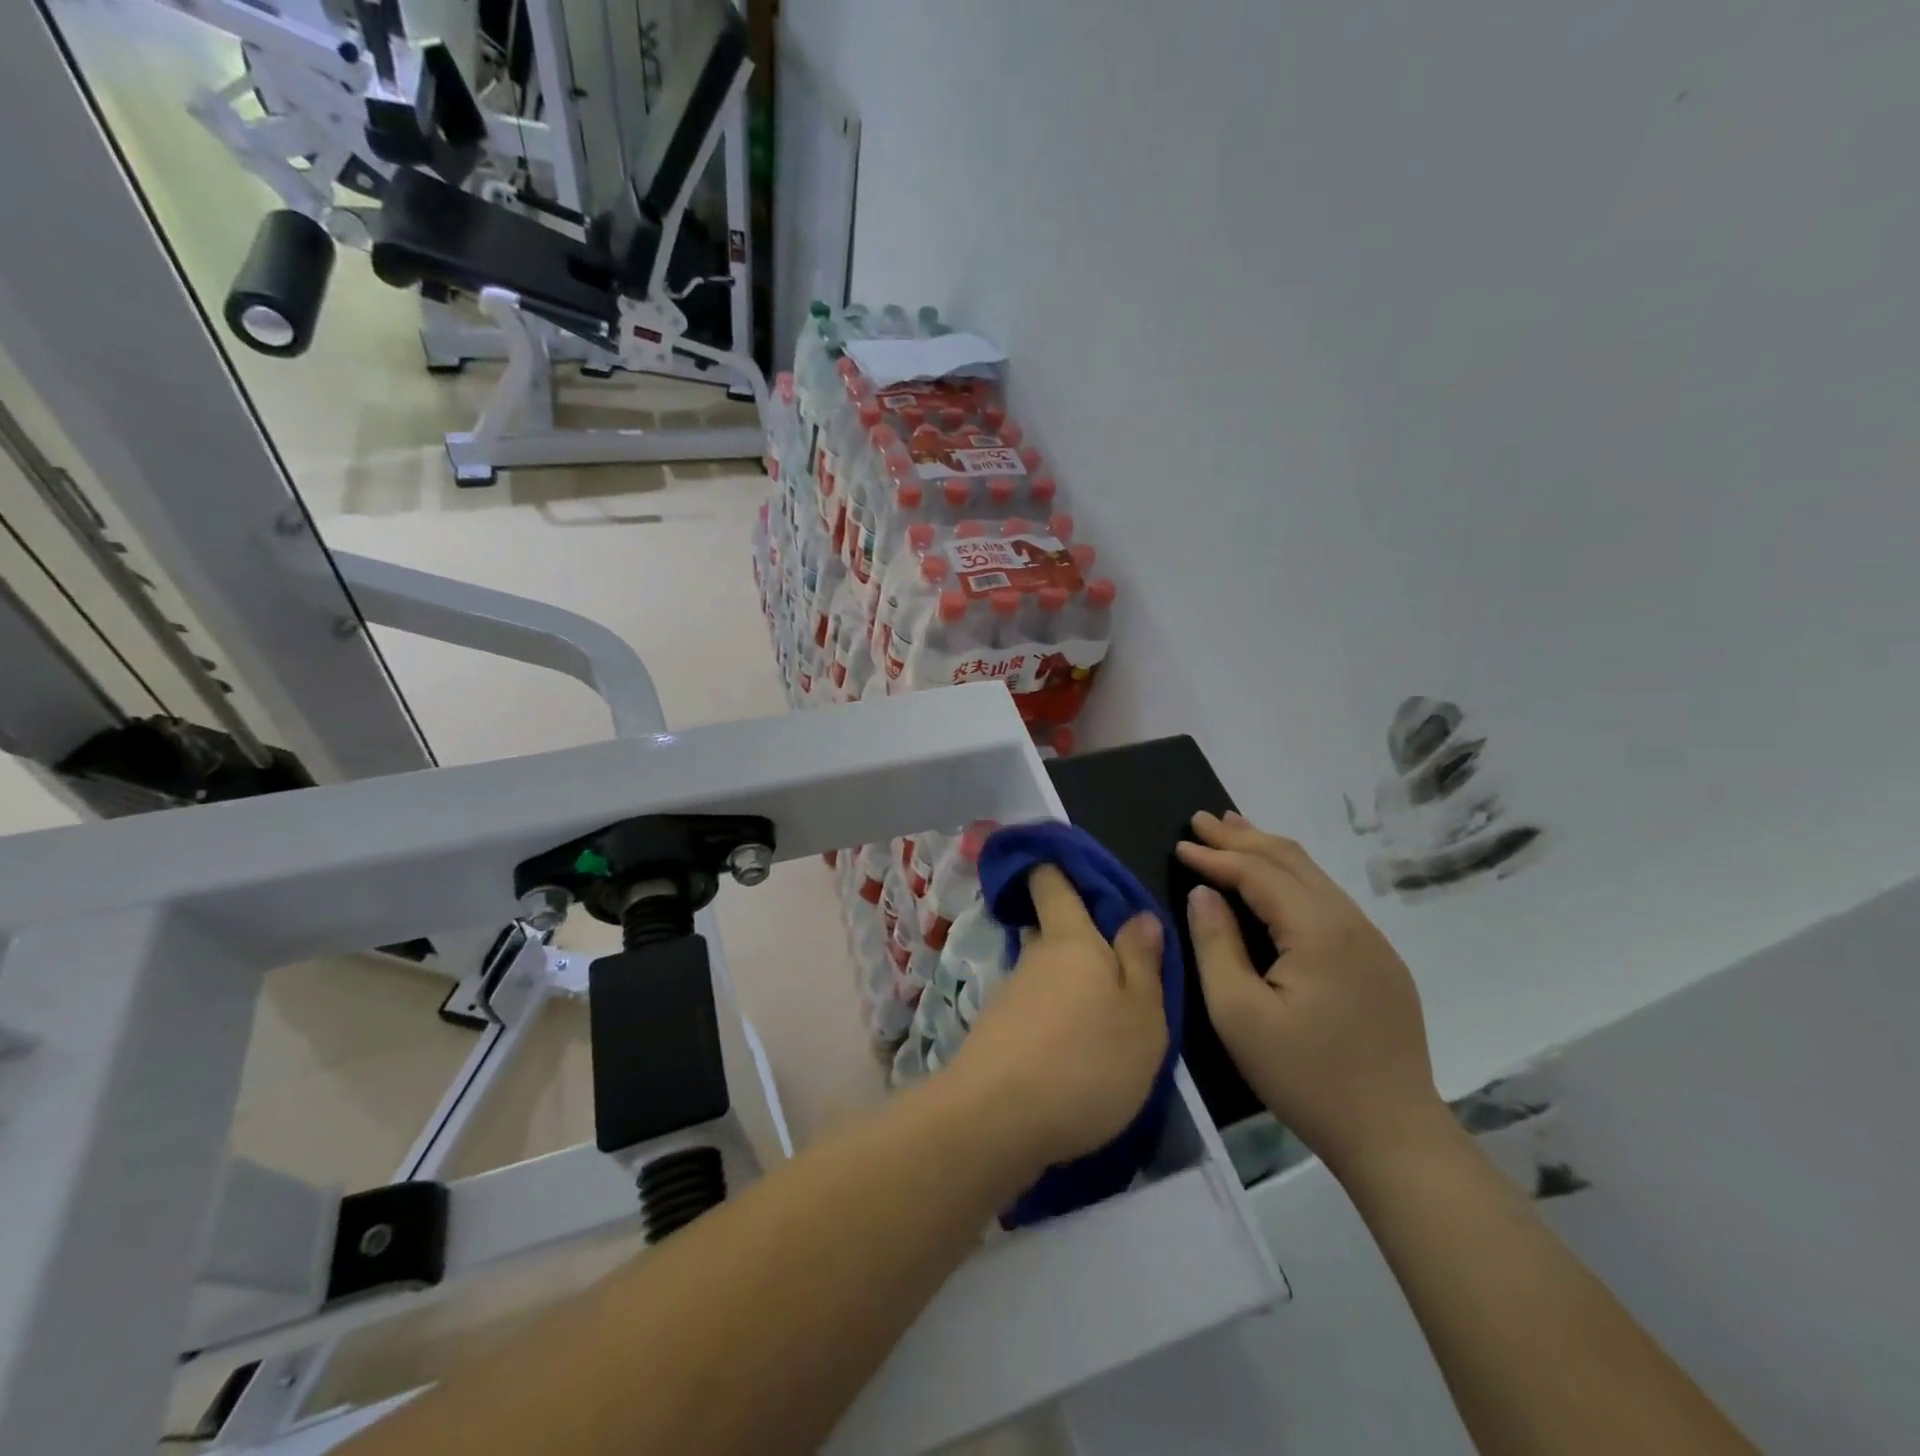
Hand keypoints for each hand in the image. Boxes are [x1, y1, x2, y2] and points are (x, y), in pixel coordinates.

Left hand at [946, 866, 1167, 1173]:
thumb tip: (1139, 915)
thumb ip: (1142, 963)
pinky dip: (1054, 1024)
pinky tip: (1075, 1056)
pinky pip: (1034, 1014)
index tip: (1060, 859)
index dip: (1054, 867)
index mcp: (1070, 939)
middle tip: (1116, 964)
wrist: (997, 1121)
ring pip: (1044, 977)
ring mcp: (1009, 998)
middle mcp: (1033, 958)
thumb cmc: (1086, 1059)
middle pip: (1051, 933)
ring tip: (1106, 1023)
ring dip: (1069, 990)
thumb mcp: (1141, 1015)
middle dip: (1078, 941)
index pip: (1052, 884)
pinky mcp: (996, 1037)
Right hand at [1177, 812, 1447, 1179]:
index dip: (1215, 856)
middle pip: (1290, 861)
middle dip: (1242, 837)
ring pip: (1313, 876)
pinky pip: (1327, 900)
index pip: (1258, 874)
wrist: (1394, 1135)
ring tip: (1234, 830)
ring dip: (1268, 851)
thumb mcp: (1239, 1015)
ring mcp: (1371, 940)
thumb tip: (1203, 894)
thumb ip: (1216, 945)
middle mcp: (1350, 922)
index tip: (1178, 845)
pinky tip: (1274, 880)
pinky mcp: (1378, 961)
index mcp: (1319, 930)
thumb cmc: (1305, 1076)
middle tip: (1201, 819)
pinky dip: (1291, 877)